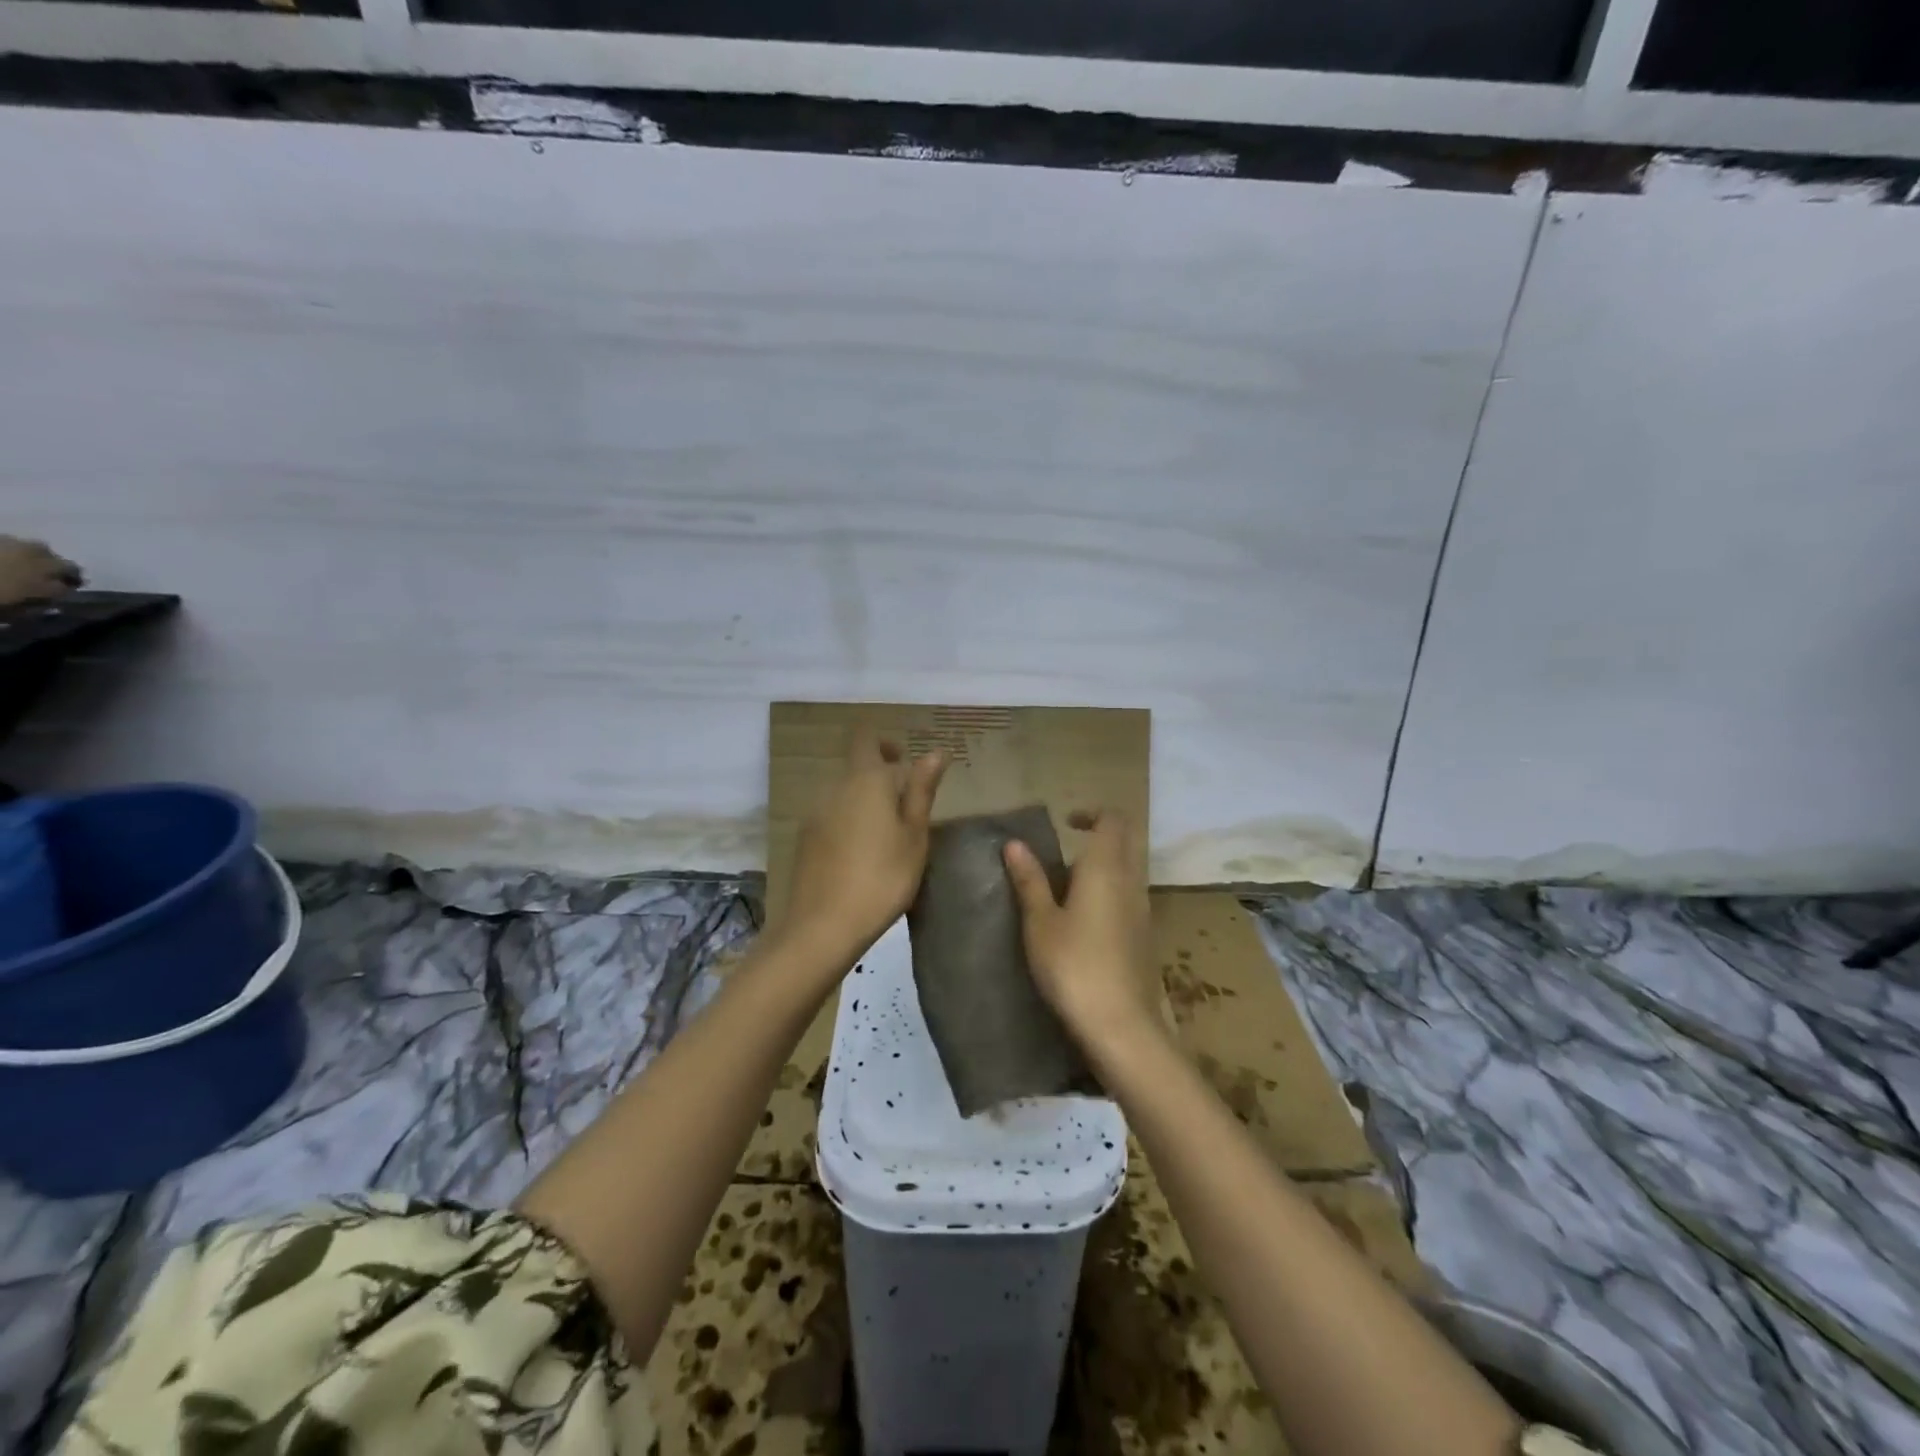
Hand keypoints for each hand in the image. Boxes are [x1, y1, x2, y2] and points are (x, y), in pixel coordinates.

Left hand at [778, 725, 947, 966]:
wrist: (823, 925)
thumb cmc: (883, 878)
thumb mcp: (914, 836)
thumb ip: (922, 790)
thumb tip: (934, 752)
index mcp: (866, 780)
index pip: (868, 739)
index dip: (886, 743)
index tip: (905, 761)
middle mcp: (835, 787)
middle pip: (856, 766)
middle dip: (880, 775)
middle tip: (906, 804)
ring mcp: (815, 813)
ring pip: (843, 792)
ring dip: (865, 799)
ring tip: (888, 833)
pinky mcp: (804, 838)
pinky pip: (831, 815)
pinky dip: (849, 821)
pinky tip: (862, 853)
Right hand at [1003, 809, 1158, 1048]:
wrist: (1121, 1026)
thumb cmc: (1074, 966)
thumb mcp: (1040, 923)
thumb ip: (1030, 881)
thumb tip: (1014, 844)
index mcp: (1106, 868)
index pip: (1113, 820)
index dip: (1092, 813)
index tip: (1066, 823)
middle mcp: (1131, 881)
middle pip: (1127, 840)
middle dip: (1100, 835)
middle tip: (1067, 848)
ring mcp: (1143, 909)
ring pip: (1130, 869)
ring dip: (1105, 865)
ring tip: (1068, 885)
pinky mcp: (1145, 935)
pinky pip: (1130, 895)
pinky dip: (1111, 891)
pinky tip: (1084, 918)